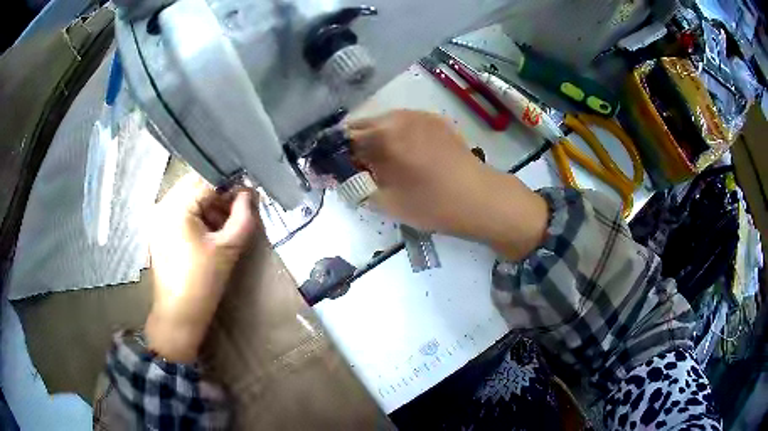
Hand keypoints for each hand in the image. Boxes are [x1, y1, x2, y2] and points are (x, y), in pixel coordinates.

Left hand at [145, 174, 257, 362]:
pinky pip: (179, 209)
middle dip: (218, 193)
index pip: (207, 180)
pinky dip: (196, 214)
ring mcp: (157, 217)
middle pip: (194, 184)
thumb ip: (243, 216)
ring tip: (224, 222)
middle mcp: (162, 205)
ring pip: (187, 196)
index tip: (248, 193)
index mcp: (176, 208)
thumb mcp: (228, 248)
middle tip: (237, 209)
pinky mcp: (157, 228)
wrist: (179, 314)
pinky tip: (208, 231)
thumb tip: (249, 194)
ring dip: (208, 203)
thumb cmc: (203, 283)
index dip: (230, 184)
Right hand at [348, 110, 547, 259]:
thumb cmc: (432, 204)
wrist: (480, 198)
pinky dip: (394, 135)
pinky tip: (403, 155)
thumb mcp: (386, 201)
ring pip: (383, 123)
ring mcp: (419, 115)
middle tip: (358, 170)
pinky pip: (403, 123)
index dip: (335, 156)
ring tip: (381, 164)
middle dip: (354, 146)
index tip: (334, 172)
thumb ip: (355, 185)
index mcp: (383, 134)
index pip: (344, 139)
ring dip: (374, 140)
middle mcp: (398, 116)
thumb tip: (336, 174)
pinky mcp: (435, 120)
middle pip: (362, 126)